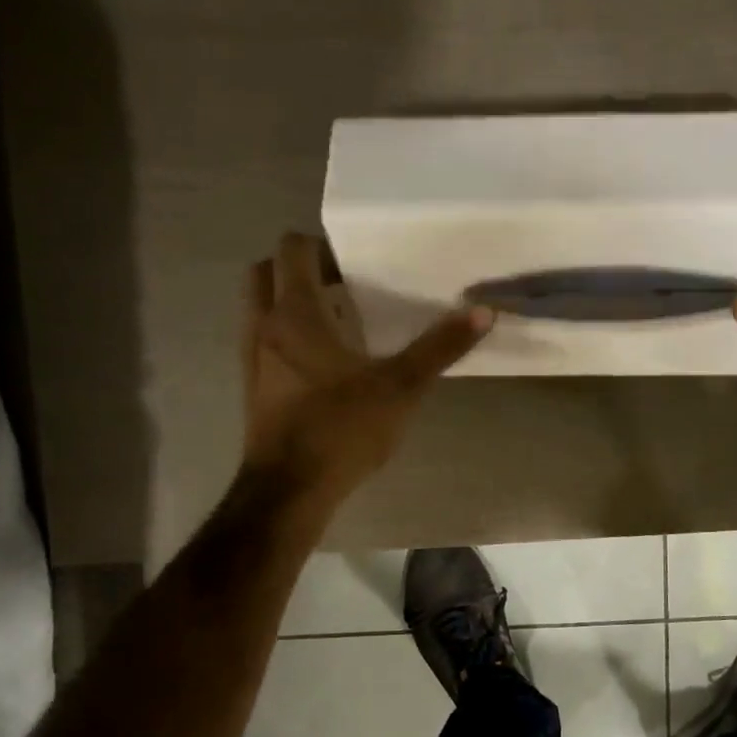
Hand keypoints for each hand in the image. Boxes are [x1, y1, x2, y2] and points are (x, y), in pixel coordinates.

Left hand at [241, 232, 492, 503]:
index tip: (357, 261)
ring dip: (291, 301)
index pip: (293, 249)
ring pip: (261, 307)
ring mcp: (253, 358)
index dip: (322, 244)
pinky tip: (325, 363)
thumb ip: (440, 347)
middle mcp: (265, 326)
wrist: (289, 491)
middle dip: (301, 268)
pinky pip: (264, 340)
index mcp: (295, 313)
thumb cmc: (342, 429)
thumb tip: (483, 311)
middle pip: (267, 271)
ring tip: (339, 320)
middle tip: (344, 284)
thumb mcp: (401, 387)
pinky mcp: (254, 387)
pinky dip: (287, 334)